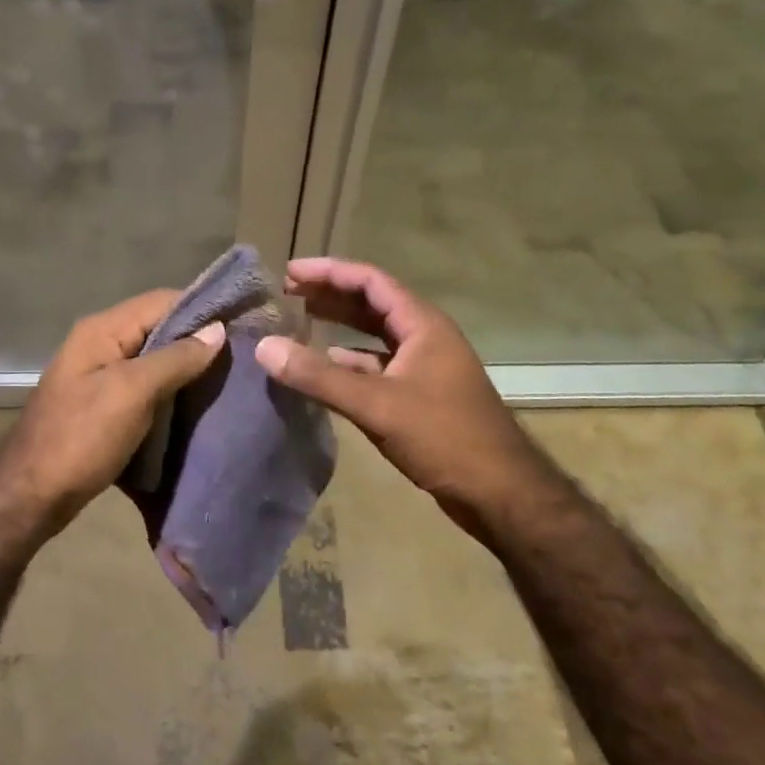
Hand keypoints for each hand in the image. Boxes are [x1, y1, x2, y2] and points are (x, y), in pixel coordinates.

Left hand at [0, 289, 224, 528]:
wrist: (31, 495)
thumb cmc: (81, 438)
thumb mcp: (132, 393)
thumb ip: (175, 358)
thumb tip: (216, 330)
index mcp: (102, 330)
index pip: (162, 300)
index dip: (202, 308)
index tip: (243, 321)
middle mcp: (99, 344)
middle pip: (157, 327)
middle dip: (197, 338)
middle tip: (240, 354)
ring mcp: (98, 375)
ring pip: (153, 358)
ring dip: (185, 366)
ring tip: (226, 377)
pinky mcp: (102, 403)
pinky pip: (144, 385)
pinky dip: (169, 389)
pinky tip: (195, 402)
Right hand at [254, 258, 532, 521]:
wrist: (499, 492)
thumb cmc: (444, 437)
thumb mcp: (377, 405)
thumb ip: (319, 377)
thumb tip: (265, 347)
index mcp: (423, 325)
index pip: (371, 281)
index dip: (330, 272)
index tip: (290, 272)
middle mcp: (425, 338)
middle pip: (372, 303)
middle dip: (331, 294)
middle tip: (288, 292)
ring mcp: (425, 367)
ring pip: (375, 336)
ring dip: (339, 326)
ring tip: (300, 320)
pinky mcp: (421, 396)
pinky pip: (378, 366)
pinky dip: (349, 361)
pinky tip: (325, 367)